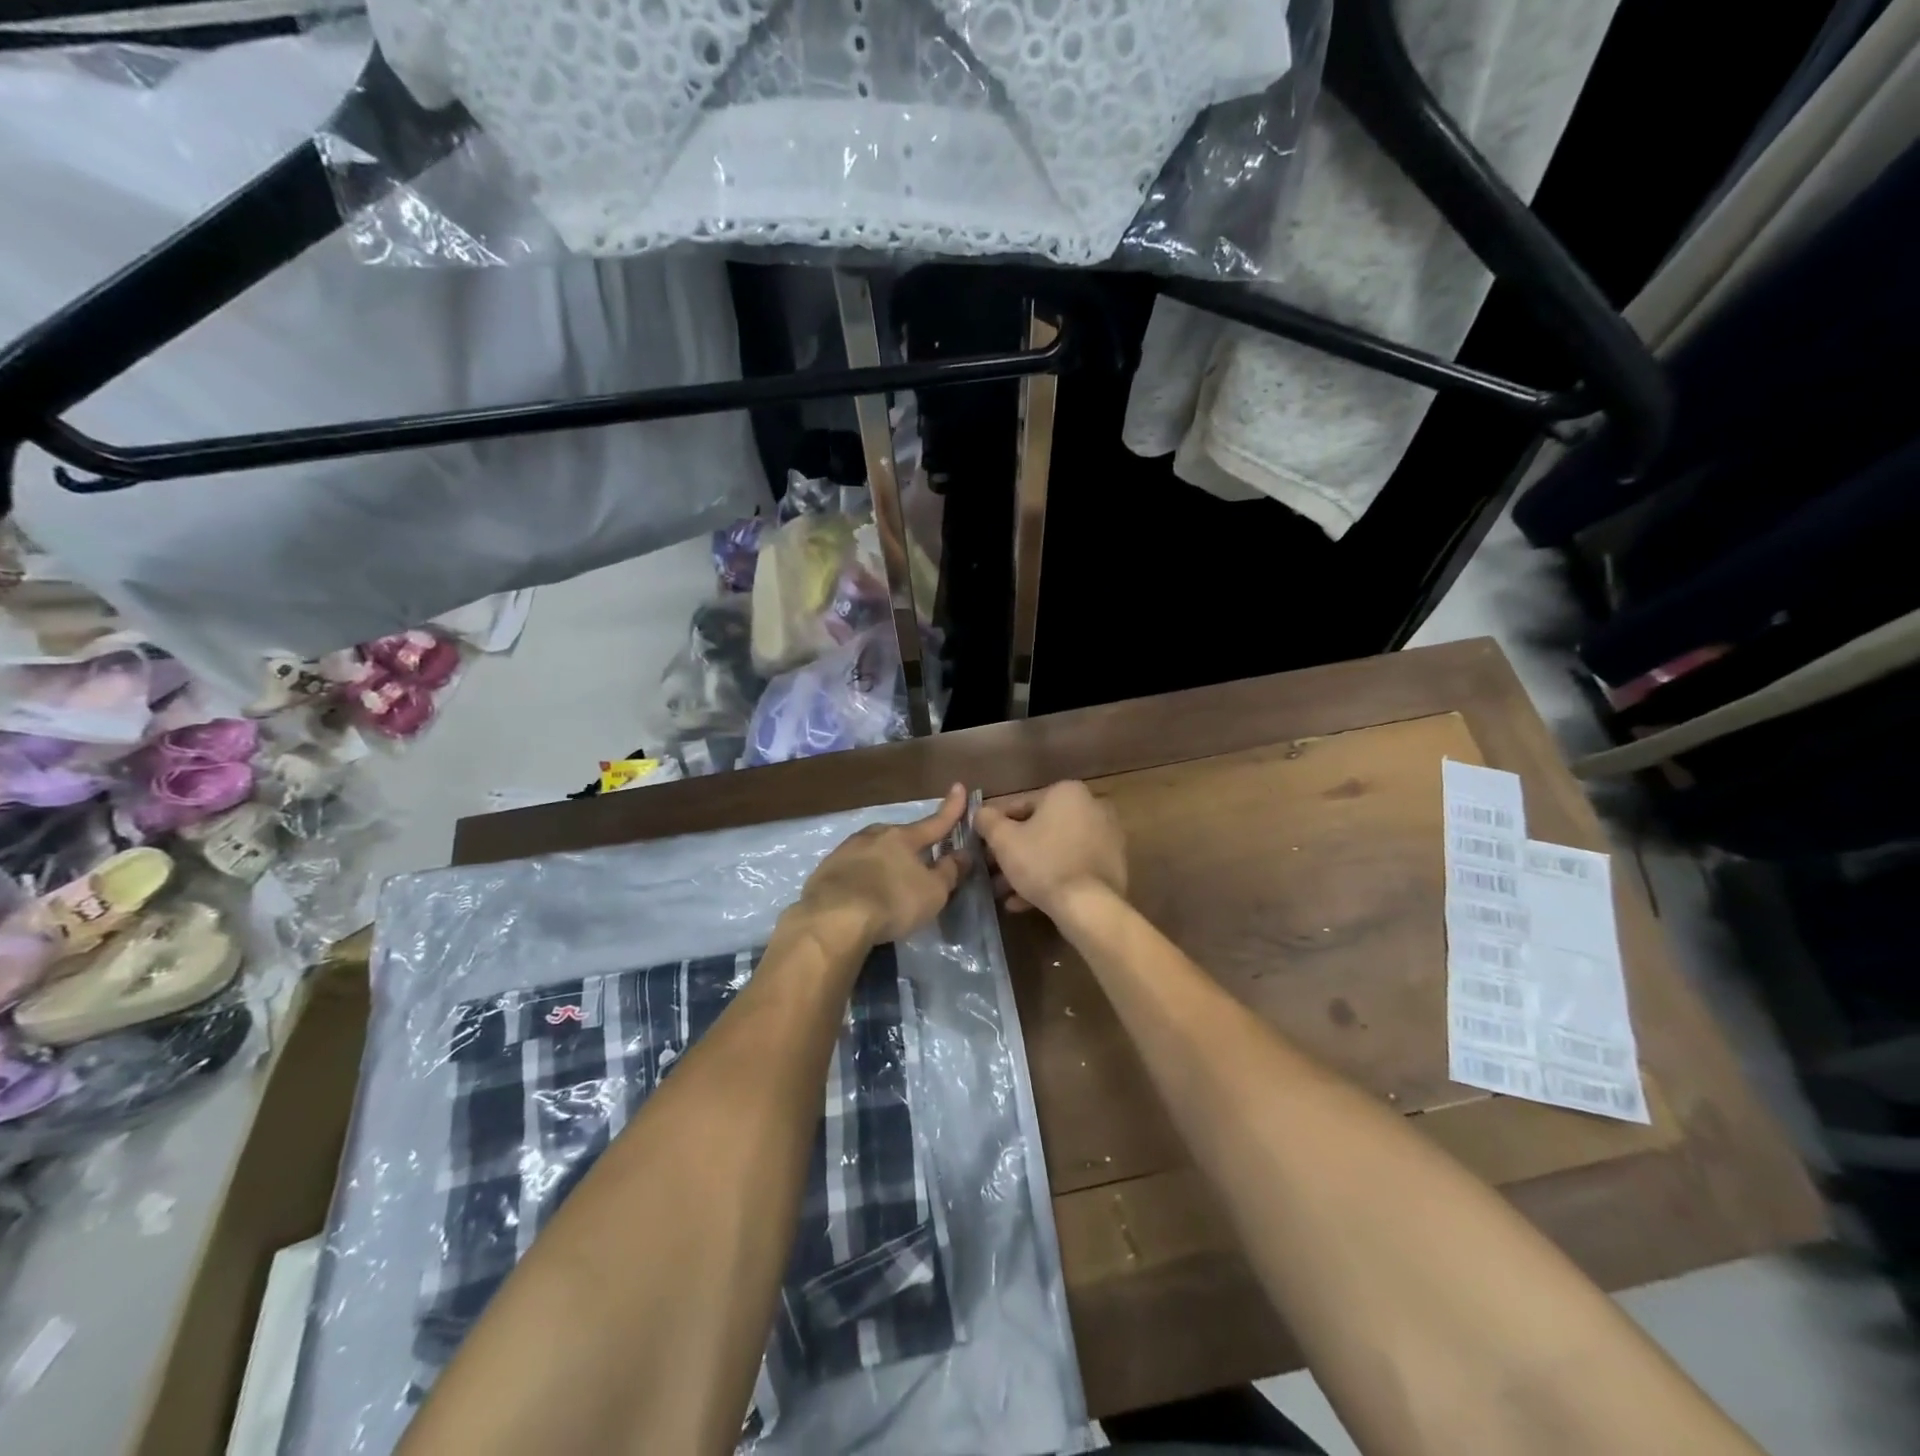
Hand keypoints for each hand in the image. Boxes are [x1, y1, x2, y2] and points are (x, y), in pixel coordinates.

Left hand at [796, 785, 969, 945]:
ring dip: (883, 861)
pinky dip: (861, 877)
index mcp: (903, 837)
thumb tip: (963, 854)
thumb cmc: (892, 902)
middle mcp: (874, 835)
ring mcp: (846, 850)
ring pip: (872, 850)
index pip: (934, 822)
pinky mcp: (825, 870)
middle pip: (899, 836)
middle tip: (918, 861)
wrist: (832, 919)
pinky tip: (861, 894)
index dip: (951, 808)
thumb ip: (949, 872)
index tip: (959, 786)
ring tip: (888, 882)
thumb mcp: (932, 892)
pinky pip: (852, 868)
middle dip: (911, 845)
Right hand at [976, 781, 1126, 920]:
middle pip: (1040, 829)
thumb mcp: (1004, 840)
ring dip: (1030, 868)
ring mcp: (1107, 836)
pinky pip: (1073, 865)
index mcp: (1067, 792)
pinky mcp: (1112, 864)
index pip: (1020, 806)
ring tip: (1006, 892)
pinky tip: (1027, 901)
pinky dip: (1052, 877)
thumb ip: (987, 821)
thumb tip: (980, 812)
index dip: (997, 827)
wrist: (1088, 906)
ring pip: (1056, 850)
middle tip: (993, 872)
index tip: (984, 847)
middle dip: (1015, 852)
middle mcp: (1092, 806)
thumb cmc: (1043, 863)